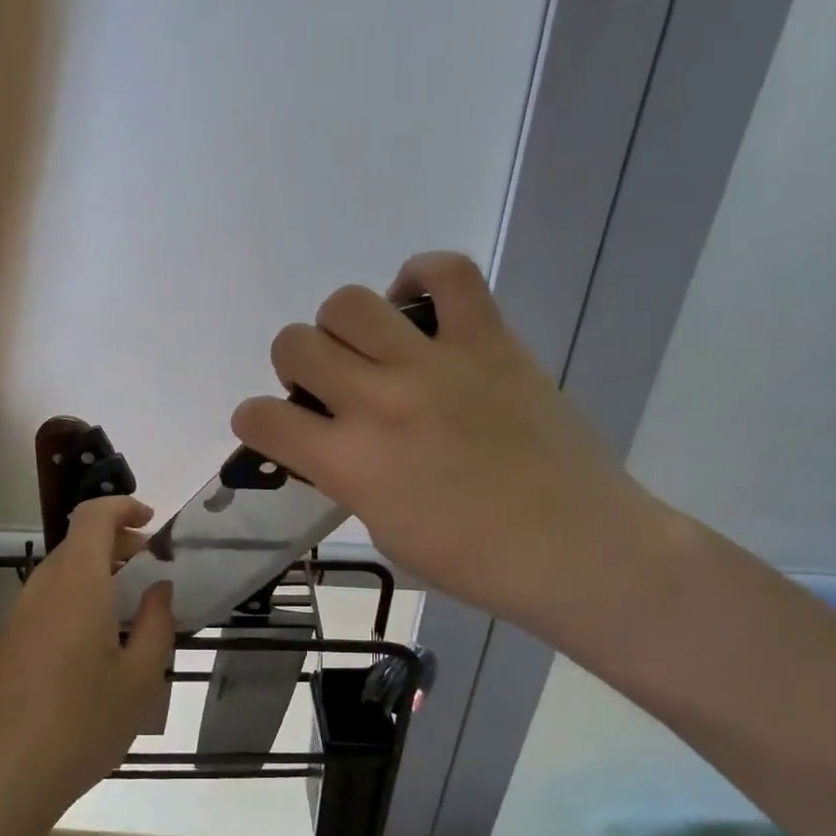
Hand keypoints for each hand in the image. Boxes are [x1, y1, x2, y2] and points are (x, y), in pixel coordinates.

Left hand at [0, 496, 174, 825]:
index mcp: (77, 584)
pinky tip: (92, 648)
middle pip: (78, 544)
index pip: (93, 517)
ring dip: (97, 576)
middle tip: (151, 575)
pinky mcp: (4, 644)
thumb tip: (158, 589)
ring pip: (61, 574)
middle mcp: (41, 589)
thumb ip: (155, 624)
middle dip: (118, 547)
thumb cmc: (81, 725)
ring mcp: (16, 616)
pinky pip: (45, 603)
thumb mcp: (139, 680)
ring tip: (127, 615)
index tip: (152, 522)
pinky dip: (75, 601)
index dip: (123, 507)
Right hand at [230, 251, 678, 652]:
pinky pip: (448, 274)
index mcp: (349, 463)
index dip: (255, 421)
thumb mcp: (384, 531)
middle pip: (294, 343)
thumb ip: (347, 477)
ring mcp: (434, 364)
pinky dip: (422, 276)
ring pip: (348, 303)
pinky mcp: (489, 341)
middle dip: (296, 366)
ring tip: (372, 349)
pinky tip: (419, 306)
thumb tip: (334, 442)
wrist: (579, 551)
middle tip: (330, 388)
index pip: (261, 417)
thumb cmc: (476, 562)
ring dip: (343, 327)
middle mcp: (378, 402)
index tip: (275, 429)